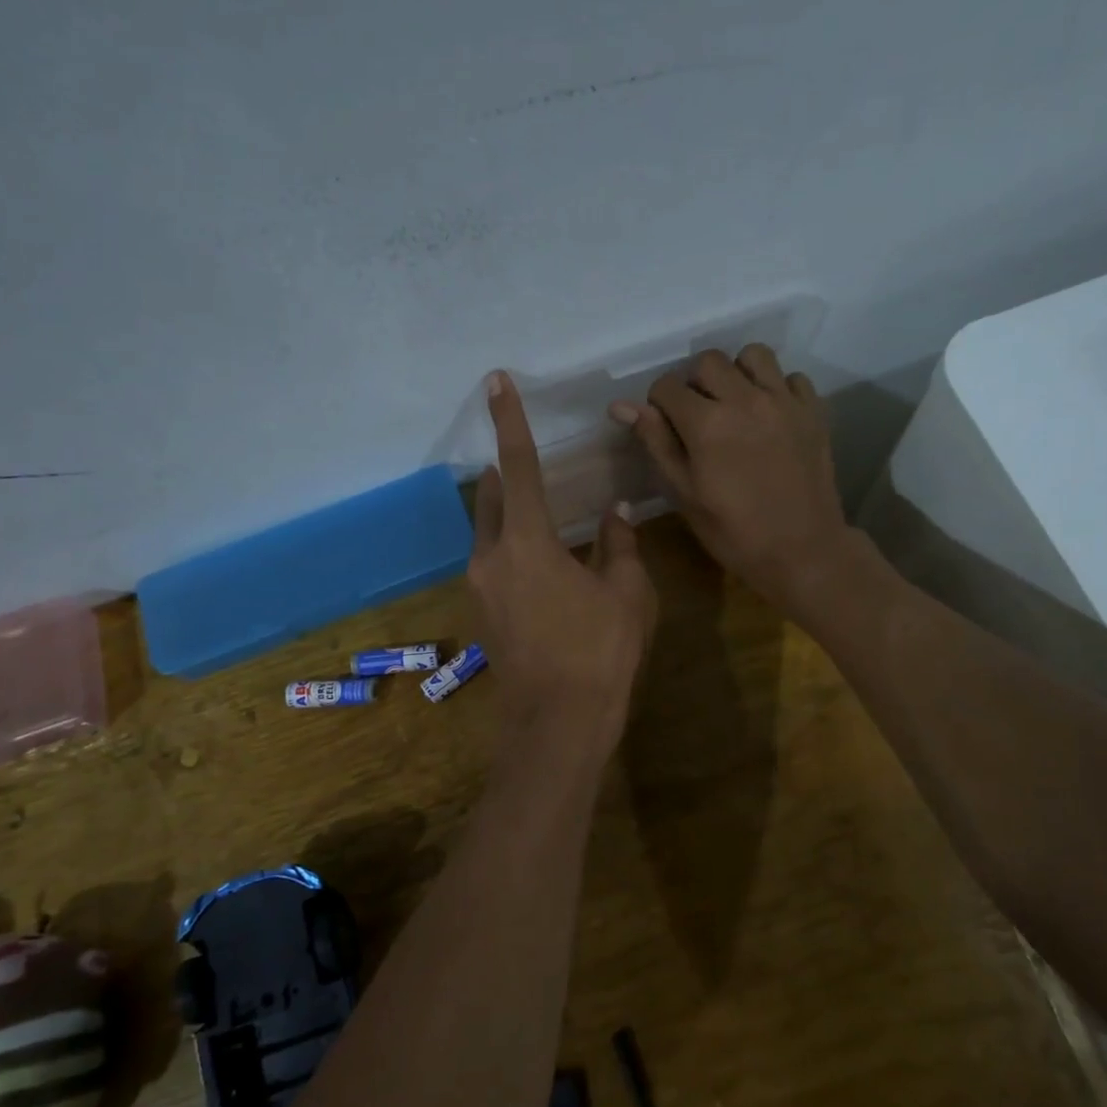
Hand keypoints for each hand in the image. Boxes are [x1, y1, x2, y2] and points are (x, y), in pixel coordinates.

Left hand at [470, 372, 655, 744]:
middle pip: (493, 500)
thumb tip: (614, 512)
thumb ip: (618, 544)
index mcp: (526, 542)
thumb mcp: (626, 593)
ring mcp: (480, 589)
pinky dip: (512, 550)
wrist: (557, 723)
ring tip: (543, 516)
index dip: (510, 421)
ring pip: (489, 534)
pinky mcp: (482, 614)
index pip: (519, 466)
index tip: (495, 383)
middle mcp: (490, 558)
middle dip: (507, 476)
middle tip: (528, 462)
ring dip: (509, 517)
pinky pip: (493, 564)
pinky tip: (544, 566)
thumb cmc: (600, 652)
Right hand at [611, 345, 850, 613]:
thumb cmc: (733, 532)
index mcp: (707, 423)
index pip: (667, 386)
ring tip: (735, 405)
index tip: (666, 426)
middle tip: (698, 416)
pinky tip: (770, 416)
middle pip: (708, 361)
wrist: (802, 551)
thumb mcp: (684, 493)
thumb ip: (656, 443)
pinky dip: (776, 388)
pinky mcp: (813, 411)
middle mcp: (746, 399)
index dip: (659, 404)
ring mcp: (784, 402)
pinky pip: (791, 377)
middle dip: (694, 383)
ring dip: (737, 373)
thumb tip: (622, 406)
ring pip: (753, 356)